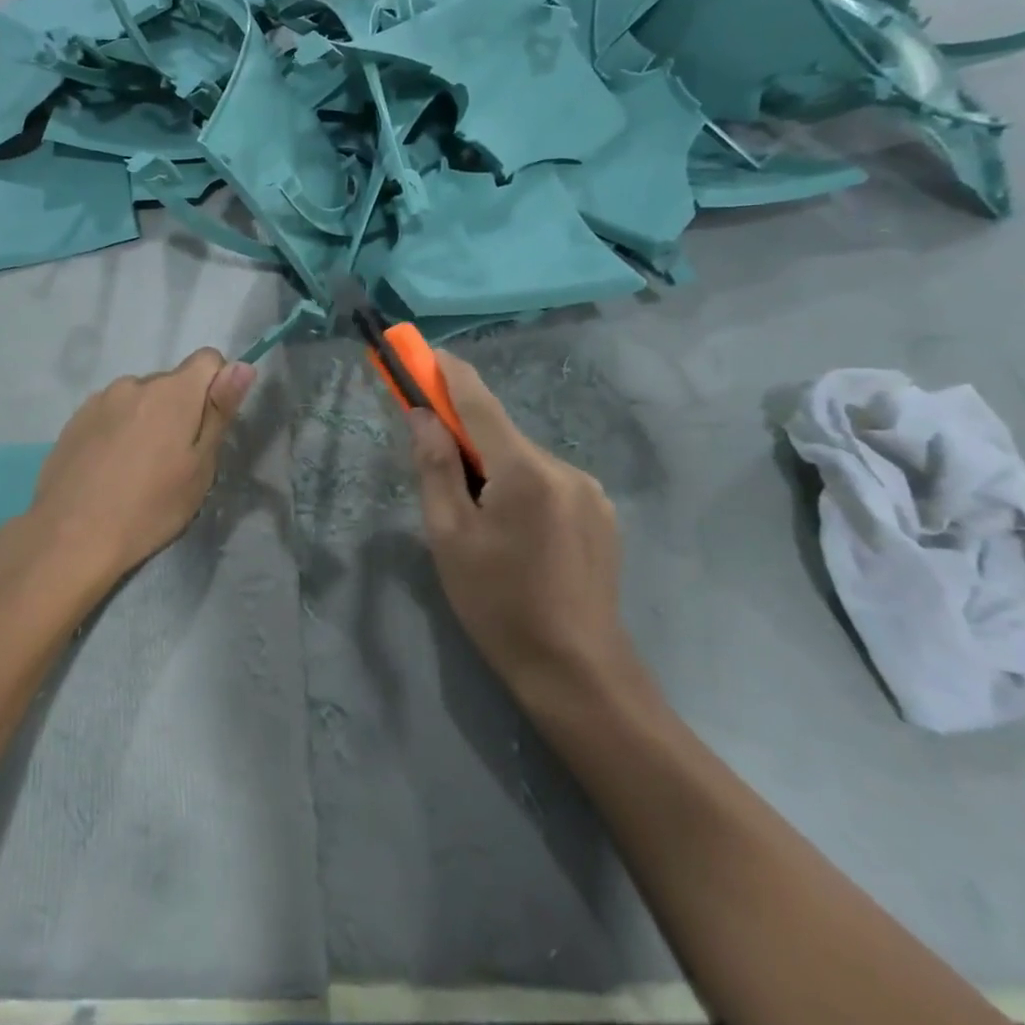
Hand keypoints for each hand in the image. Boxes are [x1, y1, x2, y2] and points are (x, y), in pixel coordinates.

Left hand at [27, 349, 256, 585]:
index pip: (209, 360)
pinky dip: (118, 430)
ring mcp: (100, 399)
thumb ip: (219, 411)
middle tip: (173, 461)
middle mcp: (135, 383)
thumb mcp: (199, 467)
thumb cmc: (149, 508)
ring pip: (140, 399)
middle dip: (180, 410)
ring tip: (137, 468)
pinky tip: (109, 468)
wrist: (71, 536)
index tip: (207, 430)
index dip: (217, 389)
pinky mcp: (76, 418)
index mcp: (173, 392)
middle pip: (172, 382)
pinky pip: (111, 413)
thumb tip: (243, 365)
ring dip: (147, 419)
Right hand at [407, 351, 628, 703]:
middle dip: (467, 442)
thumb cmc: (498, 604)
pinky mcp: (603, 515)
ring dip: (496, 473)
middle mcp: (564, 468)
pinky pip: (550, 484)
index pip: (480, 402)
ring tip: (482, 526)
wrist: (576, 671)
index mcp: (524, 471)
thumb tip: (422, 416)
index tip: (424, 353)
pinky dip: (522, 490)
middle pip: (502, 436)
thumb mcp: (449, 537)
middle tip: (439, 475)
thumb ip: (434, 468)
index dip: (449, 374)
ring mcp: (590, 491)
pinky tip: (517, 537)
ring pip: (526, 462)